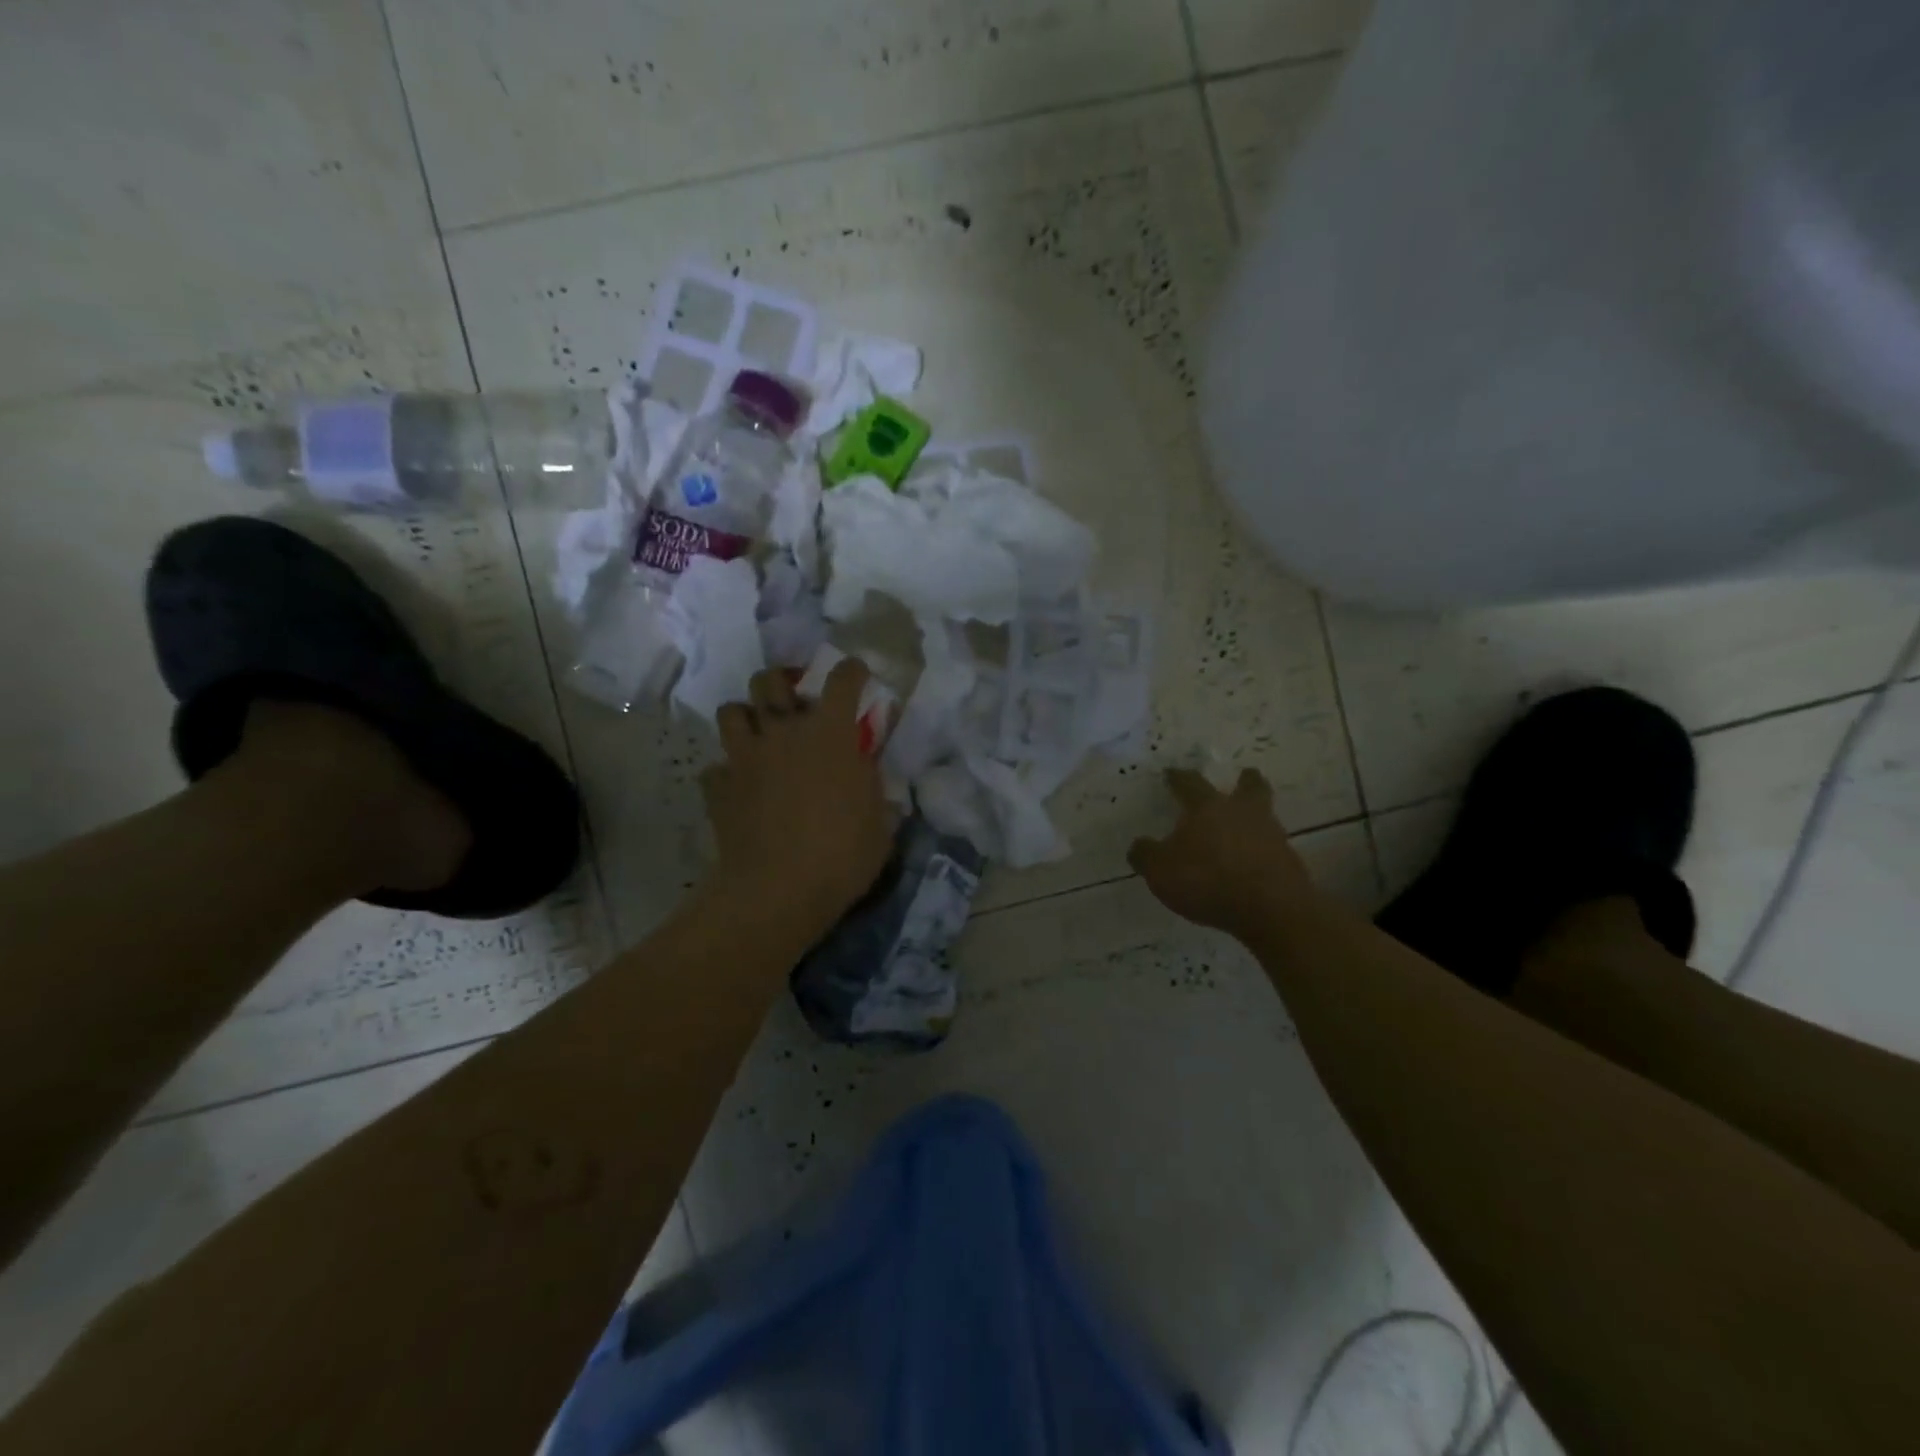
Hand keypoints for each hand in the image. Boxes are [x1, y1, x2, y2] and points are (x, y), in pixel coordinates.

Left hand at [702, 660, 893, 941]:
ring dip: (746, 717)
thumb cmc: (842, 855)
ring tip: (759, 736)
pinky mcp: (718, 787)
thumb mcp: (880, 822)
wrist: (777, 891)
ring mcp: (744, 757)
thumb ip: (872, 786)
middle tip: (794, 702)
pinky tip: (740, 788)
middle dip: (782, 681)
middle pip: (770, 680)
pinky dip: (727, 773)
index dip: (852, 671)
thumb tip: (865, 770)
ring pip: (731, 711)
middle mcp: (783, 732)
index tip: (856, 673)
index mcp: (829, 734)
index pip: (842, 680)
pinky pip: (716, 767)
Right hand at [1128, 768, 1315, 935]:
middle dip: (1244, 781)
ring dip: (1255, 818)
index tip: (1172, 773)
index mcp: (1208, 807)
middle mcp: (1243, 813)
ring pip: (1264, 815)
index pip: (1190, 783)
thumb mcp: (1160, 870)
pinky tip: (1251, 864)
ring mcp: (1271, 836)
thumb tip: (1139, 845)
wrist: (1270, 909)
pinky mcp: (1289, 862)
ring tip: (1244, 828)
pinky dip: (1261, 850)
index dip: (1178, 778)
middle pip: (1249, 787)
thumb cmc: (1207, 880)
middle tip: (1244, 776)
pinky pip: (1272, 848)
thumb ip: (1146, 855)